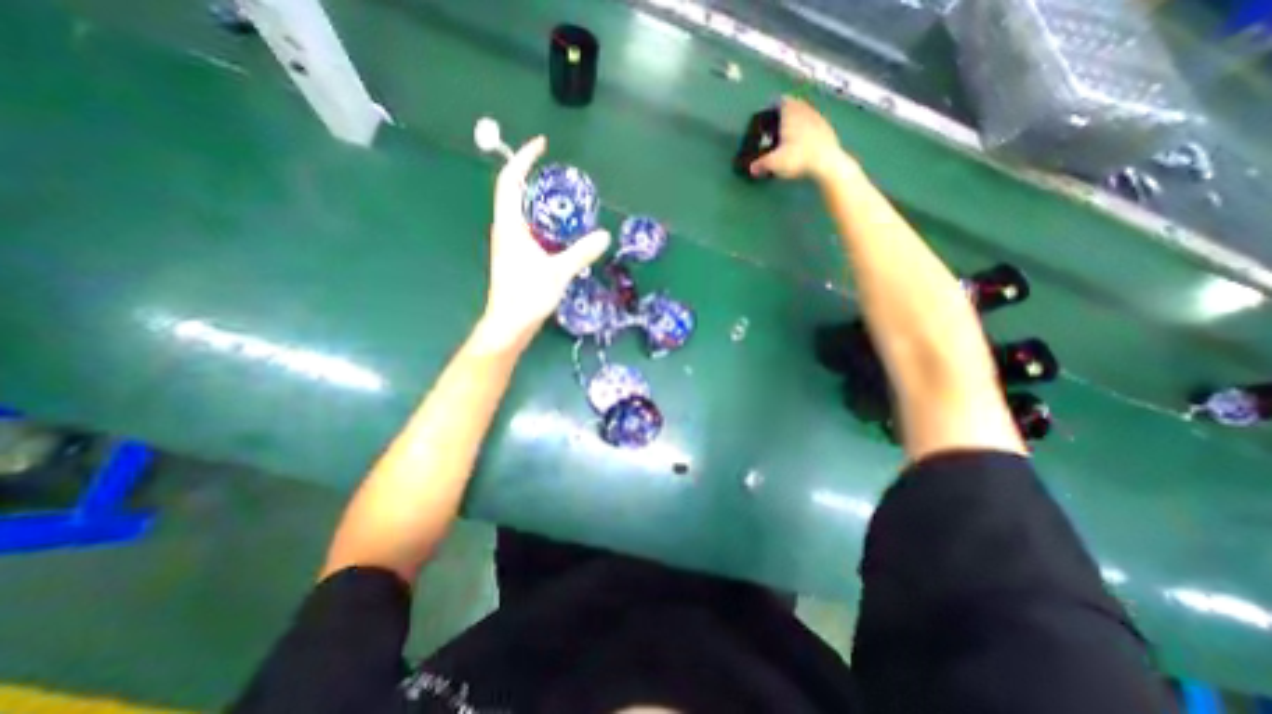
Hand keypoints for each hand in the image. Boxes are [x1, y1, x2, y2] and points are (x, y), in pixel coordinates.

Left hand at [480, 134, 613, 350]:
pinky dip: (543, 220)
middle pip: (514, 192)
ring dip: (539, 199)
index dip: (523, 159)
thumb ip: (581, 252)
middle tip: (559, 174)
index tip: (541, 145)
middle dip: (532, 176)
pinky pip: (528, 228)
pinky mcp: (516, 256)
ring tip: (564, 199)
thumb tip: (604, 235)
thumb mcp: (558, 272)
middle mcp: (506, 229)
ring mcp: (509, 244)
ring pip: (521, 211)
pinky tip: (561, 230)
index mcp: (510, 226)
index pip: (511, 181)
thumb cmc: (527, 296)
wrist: (510, 324)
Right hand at [746, 95, 852, 181]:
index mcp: (790, 114)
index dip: (773, 105)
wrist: (827, 161)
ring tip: (791, 131)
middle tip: (778, 122)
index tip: (769, 110)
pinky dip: (808, 127)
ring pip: (805, 112)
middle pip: (794, 104)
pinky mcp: (827, 128)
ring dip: (798, 118)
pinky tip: (805, 139)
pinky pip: (815, 122)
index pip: (780, 101)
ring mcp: (818, 118)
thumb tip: (751, 169)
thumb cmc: (798, 157)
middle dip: (786, 111)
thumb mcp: (775, 162)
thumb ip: (761, 164)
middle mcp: (804, 110)